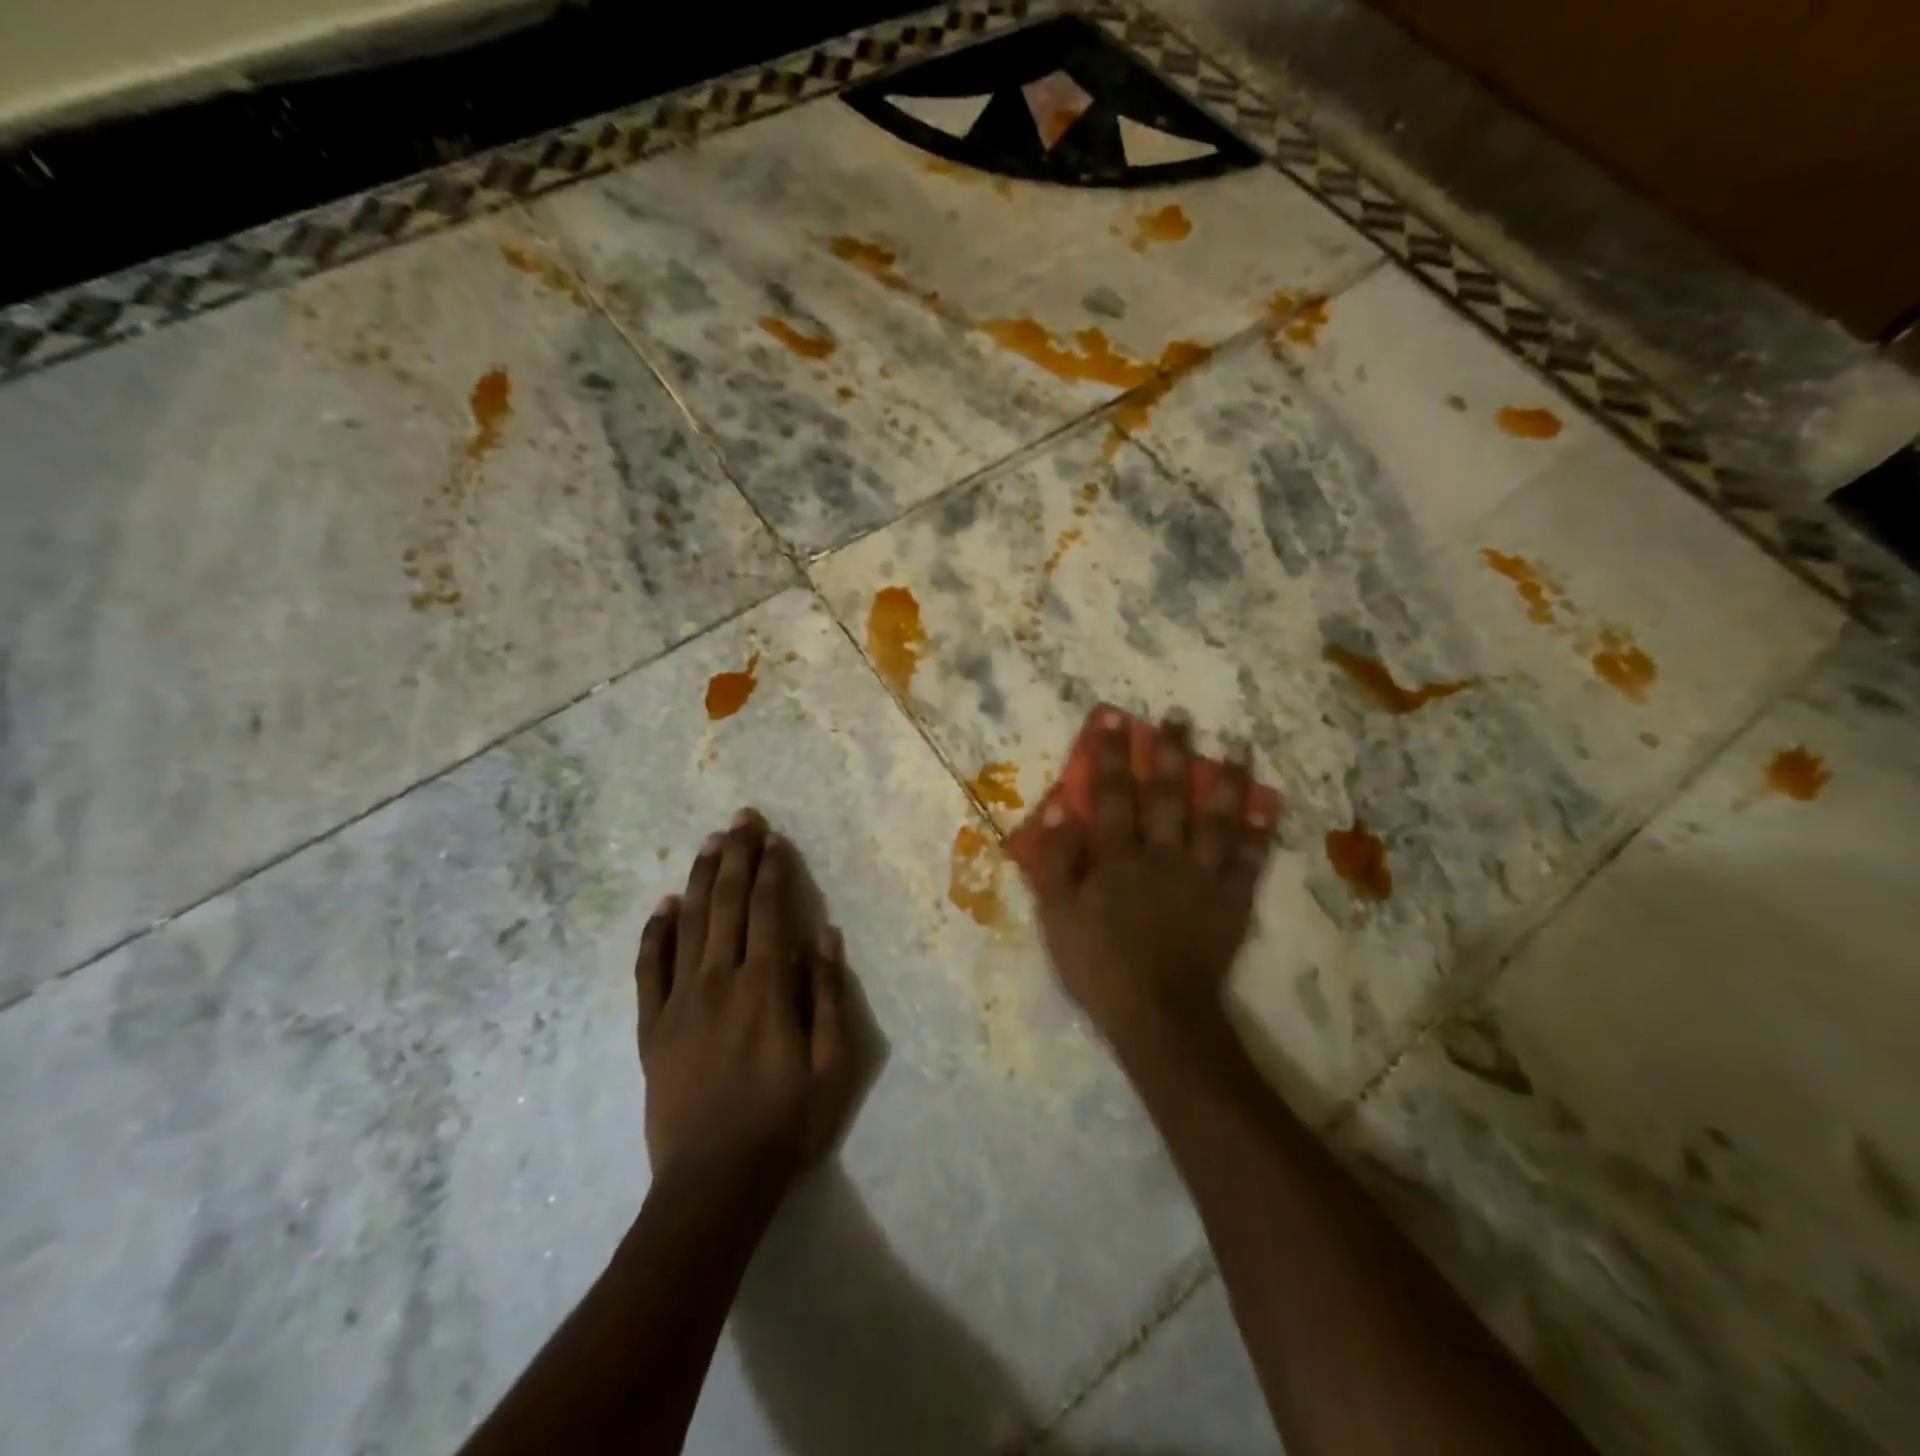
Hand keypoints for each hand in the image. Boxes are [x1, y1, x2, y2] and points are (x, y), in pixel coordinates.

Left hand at [636, 811, 856, 1194]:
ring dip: (700, 879)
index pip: (767, 911)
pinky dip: (655, 933)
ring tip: (709, 842)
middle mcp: (719, 981)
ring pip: (688, 925)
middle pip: (727, 904)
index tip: (774, 839)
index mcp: (764, 987)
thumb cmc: (784, 1124)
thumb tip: (824, 933)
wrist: (713, 1184)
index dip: (771, 871)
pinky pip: (649, 969)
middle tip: (741, 818)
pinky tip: (663, 906)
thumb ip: (827, 993)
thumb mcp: (832, 1064)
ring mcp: (679, 1002)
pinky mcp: (652, 1028)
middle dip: (736, 857)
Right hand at [1026, 710, 1277, 1050]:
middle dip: (1172, 753)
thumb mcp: (1057, 916)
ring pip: (1217, 819)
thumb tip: (1059, 807)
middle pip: (1168, 795)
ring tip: (1239, 748)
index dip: (1113, 755)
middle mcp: (1162, 854)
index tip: (1116, 719)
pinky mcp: (1231, 902)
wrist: (1157, 1015)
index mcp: (1117, 856)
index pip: (1113, 794)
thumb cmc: (1099, 966)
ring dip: (1227, 781)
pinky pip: (1249, 863)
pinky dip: (1261, 836)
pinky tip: (1270, 810)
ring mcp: (1202, 877)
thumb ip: (1056, 861)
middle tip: (1180, 718)